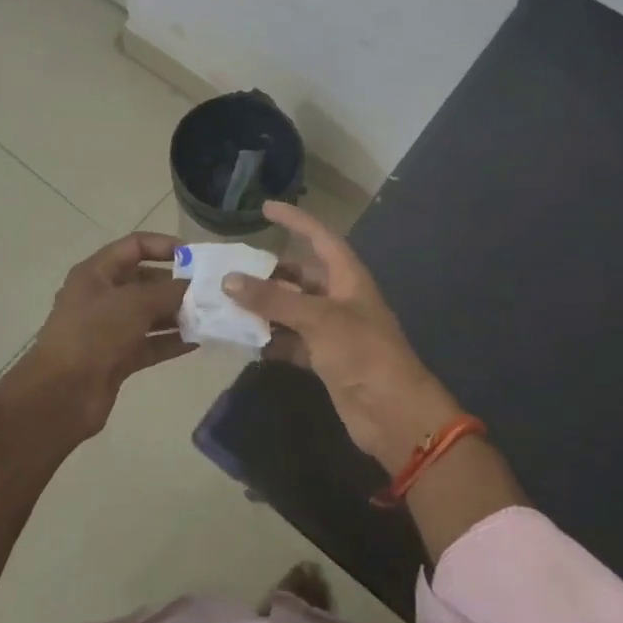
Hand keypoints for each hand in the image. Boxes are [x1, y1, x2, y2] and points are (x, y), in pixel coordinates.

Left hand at [6, 231, 191, 438]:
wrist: (60, 396)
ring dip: (177, 314)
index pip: (134, 246)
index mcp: (96, 273)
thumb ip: (168, 291)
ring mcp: (109, 329)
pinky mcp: (117, 358)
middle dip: (176, 285)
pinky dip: (171, 341)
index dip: (165, 246)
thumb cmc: (93, 335)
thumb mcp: (133, 304)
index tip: (196, 257)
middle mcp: (102, 296)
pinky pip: (150, 343)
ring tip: (210, 315)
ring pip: (149, 314)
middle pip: (144, 281)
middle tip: (209, 291)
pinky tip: (198, 341)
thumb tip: (194, 286)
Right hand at [225, 202, 464, 469]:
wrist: (393, 414)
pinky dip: (271, 340)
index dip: (295, 220)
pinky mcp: (325, 359)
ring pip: (292, 309)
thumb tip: (229, 280)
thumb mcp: (317, 319)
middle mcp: (339, 298)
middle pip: (300, 275)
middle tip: (232, 270)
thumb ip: (273, 298)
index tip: (265, 208)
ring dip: (265, 308)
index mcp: (347, 277)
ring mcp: (332, 330)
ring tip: (228, 303)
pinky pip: (291, 341)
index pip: (319, 237)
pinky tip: (245, 340)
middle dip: (269, 272)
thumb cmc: (362, 352)